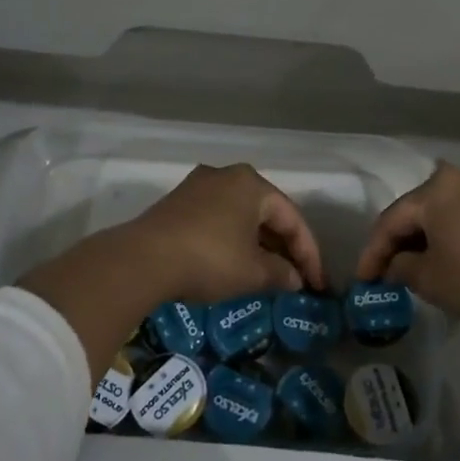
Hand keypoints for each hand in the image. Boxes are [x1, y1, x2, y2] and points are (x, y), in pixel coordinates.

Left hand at [123, 162, 324, 302]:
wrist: (142, 260)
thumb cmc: (209, 259)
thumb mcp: (253, 273)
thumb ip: (281, 274)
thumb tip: (296, 280)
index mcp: (252, 183)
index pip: (292, 218)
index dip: (309, 254)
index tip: (317, 285)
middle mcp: (227, 175)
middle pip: (267, 213)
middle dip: (284, 247)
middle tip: (296, 278)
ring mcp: (199, 186)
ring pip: (241, 215)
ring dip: (258, 244)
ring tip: (269, 274)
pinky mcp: (177, 202)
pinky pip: (218, 219)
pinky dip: (233, 240)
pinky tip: (236, 263)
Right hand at [356, 162, 459, 347]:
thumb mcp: (430, 279)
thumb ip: (401, 266)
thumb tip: (395, 263)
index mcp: (435, 188)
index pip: (391, 220)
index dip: (373, 252)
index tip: (363, 279)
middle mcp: (459, 176)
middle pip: (417, 209)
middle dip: (399, 240)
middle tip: (384, 269)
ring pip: (441, 209)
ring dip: (425, 234)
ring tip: (412, 262)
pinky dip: (449, 231)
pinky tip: (443, 252)